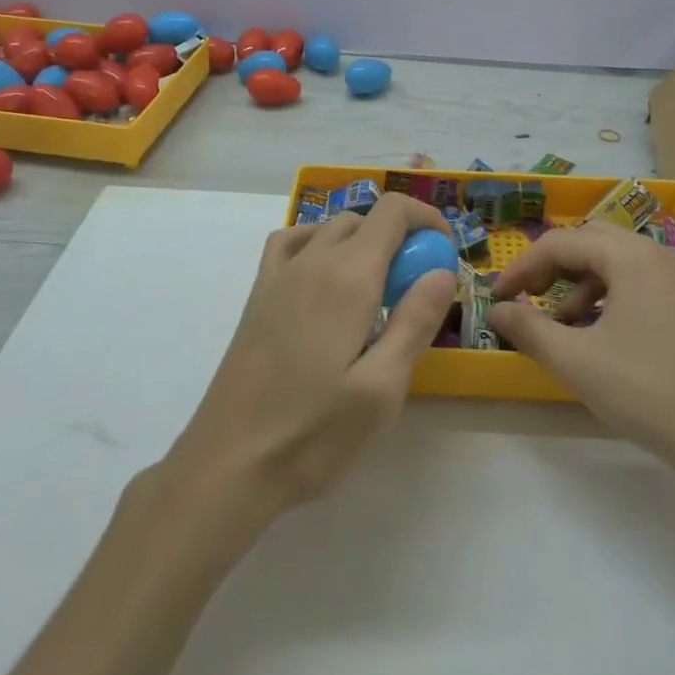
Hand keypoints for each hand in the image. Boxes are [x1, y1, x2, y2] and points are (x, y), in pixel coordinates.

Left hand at [167, 194, 458, 515]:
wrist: (229, 463)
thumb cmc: (313, 433)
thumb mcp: (382, 389)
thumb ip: (415, 321)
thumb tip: (443, 270)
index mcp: (348, 278)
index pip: (393, 211)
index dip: (426, 220)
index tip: (445, 256)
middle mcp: (313, 261)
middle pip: (365, 218)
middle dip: (401, 237)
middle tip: (417, 289)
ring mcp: (279, 275)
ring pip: (330, 228)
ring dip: (364, 241)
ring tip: (378, 290)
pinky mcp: (258, 294)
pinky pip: (292, 242)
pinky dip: (319, 242)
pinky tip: (327, 277)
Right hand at [488, 223, 674, 496]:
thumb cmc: (646, 391)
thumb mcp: (576, 361)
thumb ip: (529, 329)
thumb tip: (496, 310)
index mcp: (632, 257)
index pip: (562, 243)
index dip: (522, 267)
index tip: (497, 296)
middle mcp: (661, 256)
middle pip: (593, 242)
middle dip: (554, 266)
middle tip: (529, 296)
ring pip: (619, 262)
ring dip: (583, 283)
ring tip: (565, 324)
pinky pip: (643, 282)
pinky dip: (613, 296)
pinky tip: (603, 336)